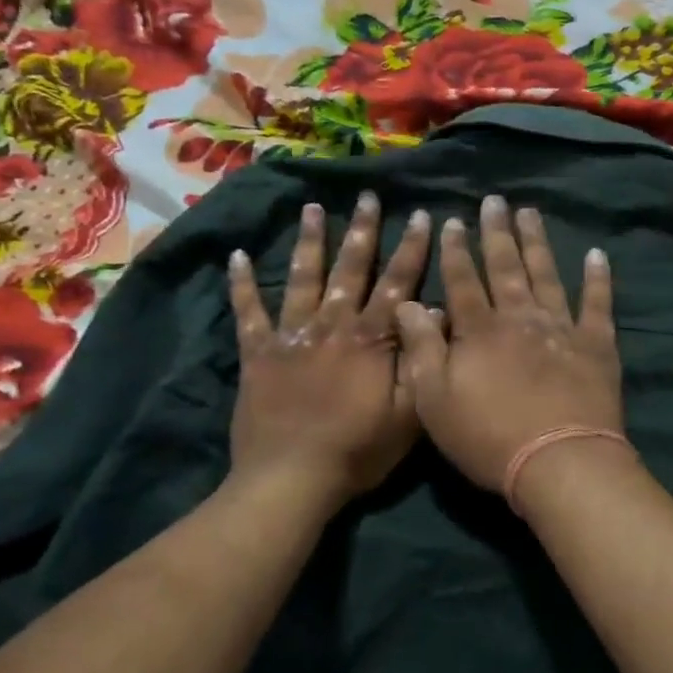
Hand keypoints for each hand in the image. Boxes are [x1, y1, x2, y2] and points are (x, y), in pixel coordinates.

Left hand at [228, 193, 429, 507]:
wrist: (291, 478)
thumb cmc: (357, 451)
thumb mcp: (408, 415)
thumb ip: (421, 361)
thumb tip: (435, 313)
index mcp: (370, 339)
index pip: (398, 284)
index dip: (412, 249)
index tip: (421, 215)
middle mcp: (332, 325)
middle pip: (351, 269)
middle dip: (362, 230)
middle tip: (367, 195)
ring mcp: (291, 335)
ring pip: (303, 278)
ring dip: (309, 241)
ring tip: (311, 208)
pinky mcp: (258, 353)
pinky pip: (249, 312)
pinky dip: (242, 284)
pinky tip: (236, 256)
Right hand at [395, 195, 622, 493]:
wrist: (559, 463)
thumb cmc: (487, 437)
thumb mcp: (434, 400)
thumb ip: (421, 347)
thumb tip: (408, 303)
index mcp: (478, 330)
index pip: (462, 280)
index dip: (454, 250)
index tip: (451, 221)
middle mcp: (519, 317)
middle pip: (505, 266)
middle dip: (496, 232)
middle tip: (494, 201)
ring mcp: (561, 328)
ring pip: (546, 274)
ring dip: (537, 242)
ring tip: (530, 212)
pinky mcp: (596, 346)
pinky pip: (598, 304)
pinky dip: (597, 279)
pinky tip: (596, 255)